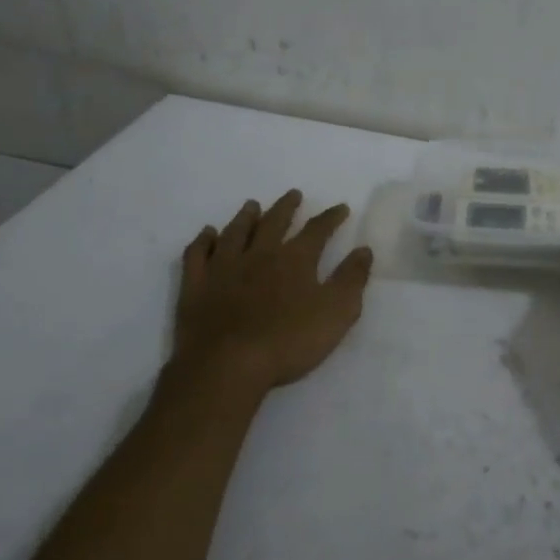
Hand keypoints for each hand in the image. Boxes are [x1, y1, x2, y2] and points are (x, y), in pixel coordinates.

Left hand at [170, 190, 373, 400]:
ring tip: (252, 205)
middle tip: (293, 194)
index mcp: (295, 259)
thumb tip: (364, 250)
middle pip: (274, 222)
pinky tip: (207, 234)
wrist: (226, 365)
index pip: (317, 230)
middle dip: (286, 207)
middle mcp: (259, 254)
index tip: (341, 208)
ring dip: (246, 217)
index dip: (331, 217)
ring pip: (236, 232)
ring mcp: (224, 267)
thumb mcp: (337, 313)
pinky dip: (203, 240)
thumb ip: (351, 279)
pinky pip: (197, 254)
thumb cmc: (288, 341)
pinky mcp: (196, 285)